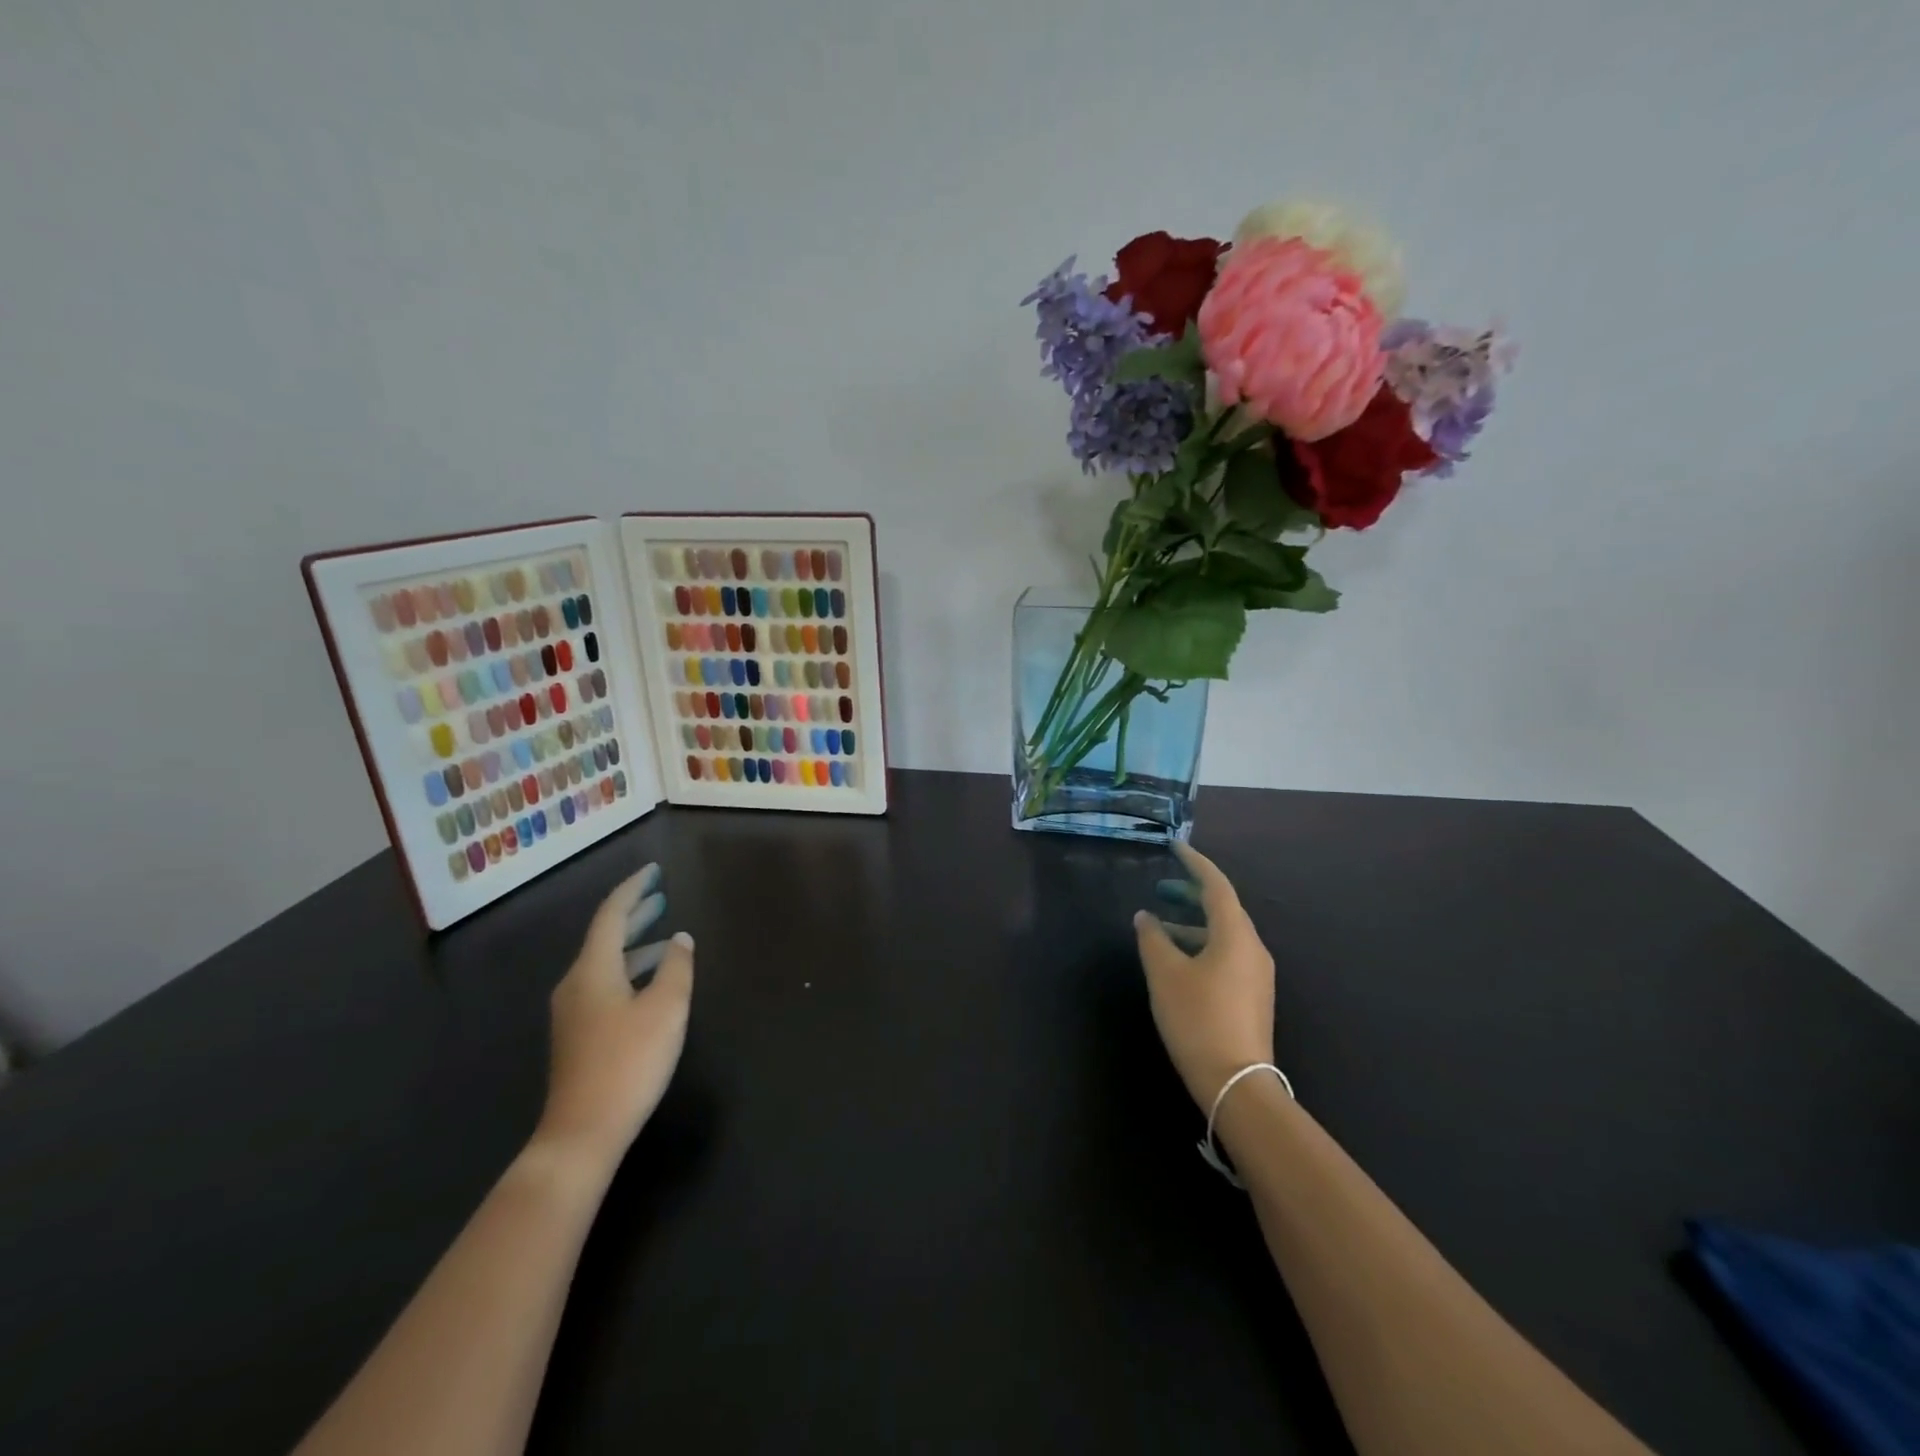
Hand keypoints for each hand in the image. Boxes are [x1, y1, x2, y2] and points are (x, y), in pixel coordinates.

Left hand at [534, 863, 693, 1173]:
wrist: (582, 1133)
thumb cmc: (629, 1062)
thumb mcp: (666, 1009)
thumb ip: (676, 967)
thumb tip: (680, 939)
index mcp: (593, 970)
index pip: (612, 915)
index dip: (634, 889)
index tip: (654, 872)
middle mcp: (576, 984)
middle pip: (605, 937)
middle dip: (634, 914)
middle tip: (661, 896)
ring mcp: (573, 1012)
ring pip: (605, 963)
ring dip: (635, 945)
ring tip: (666, 939)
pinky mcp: (578, 1035)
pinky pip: (604, 985)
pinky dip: (629, 971)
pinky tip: (650, 984)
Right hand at [1133, 842, 1275, 1110]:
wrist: (1237, 1083)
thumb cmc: (1197, 1018)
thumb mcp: (1165, 974)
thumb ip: (1152, 939)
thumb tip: (1145, 917)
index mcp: (1235, 934)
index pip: (1216, 885)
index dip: (1194, 863)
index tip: (1175, 846)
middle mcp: (1253, 948)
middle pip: (1223, 908)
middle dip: (1192, 893)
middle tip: (1162, 886)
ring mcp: (1257, 974)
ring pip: (1224, 933)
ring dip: (1194, 923)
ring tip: (1160, 927)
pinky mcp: (1253, 996)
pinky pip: (1227, 954)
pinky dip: (1202, 945)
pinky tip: (1178, 960)